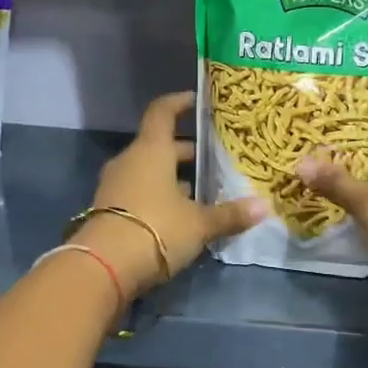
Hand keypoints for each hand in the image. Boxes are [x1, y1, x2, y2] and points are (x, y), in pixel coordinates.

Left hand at [74, 90, 265, 298]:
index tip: (196, 101)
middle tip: (211, 157)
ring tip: (200, 190)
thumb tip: (265, 207)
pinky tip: (178, 214)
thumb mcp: (199, 224)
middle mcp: (130, 161)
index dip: (179, 103)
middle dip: (184, 151)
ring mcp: (115, 186)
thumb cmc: (156, 229)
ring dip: (170, 176)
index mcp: (151, 150)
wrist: (103, 267)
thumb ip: (230, 215)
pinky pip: (137, 192)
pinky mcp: (108, 210)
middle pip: (158, 146)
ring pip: (148, 171)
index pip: (163, 112)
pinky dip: (157, 195)